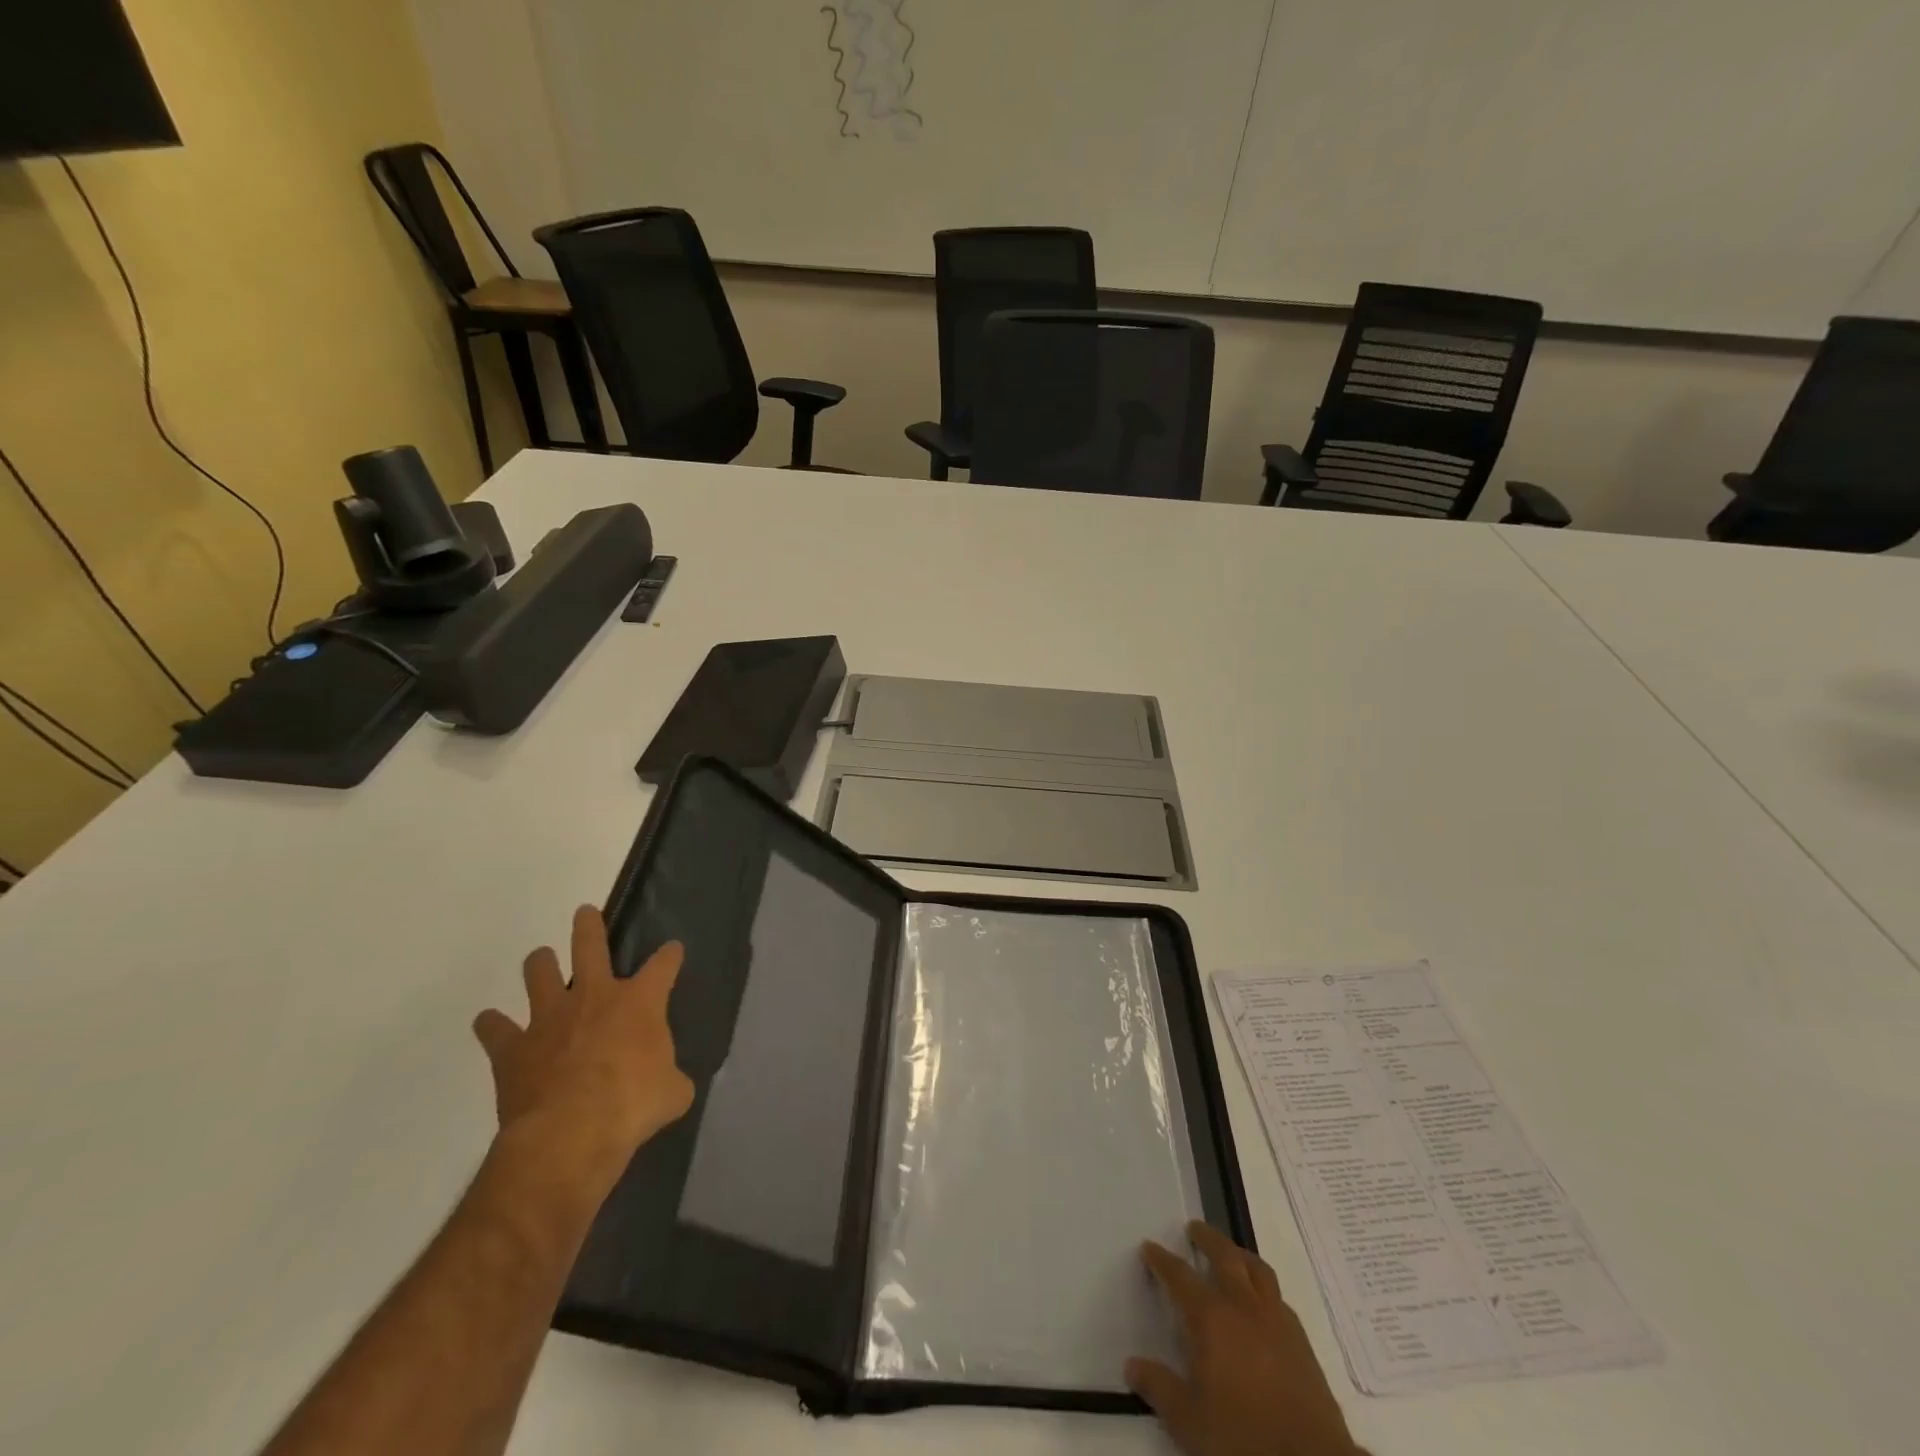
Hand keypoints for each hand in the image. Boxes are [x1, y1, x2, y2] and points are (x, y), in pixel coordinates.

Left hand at [473, 906, 694, 1189]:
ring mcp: (549, 1018)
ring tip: (542, 961)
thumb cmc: (632, 1106)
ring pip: (539, 971)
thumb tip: (670, 1083)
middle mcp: (594, 996)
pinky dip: (493, 1025)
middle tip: (584, 913)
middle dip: (588, 926)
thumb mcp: (672, 1093)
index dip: (670, 955)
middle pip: (590, 945)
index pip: (663, 964)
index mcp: (640, 1002)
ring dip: (541, 964)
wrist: (569, 1133)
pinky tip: (493, 1025)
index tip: (673, 949)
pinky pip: (494, 1027)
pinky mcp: (513, 1047)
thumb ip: (671, 1078)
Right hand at [1127, 1222, 1361, 1455]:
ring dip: (1240, 1255)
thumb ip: (1159, 1388)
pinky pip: (1279, 1299)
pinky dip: (1265, 1289)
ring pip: (1258, 1271)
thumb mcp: (1190, 1421)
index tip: (1149, 1247)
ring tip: (1231, 1254)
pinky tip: (1261, 1304)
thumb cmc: (1243, 1437)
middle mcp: (1244, 1307)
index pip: (1181, 1277)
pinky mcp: (1302, 1343)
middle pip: (1226, 1257)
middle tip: (1194, 1228)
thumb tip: (1132, 1365)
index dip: (1162, 1261)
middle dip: (1208, 1239)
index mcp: (1212, 1318)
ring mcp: (1277, 1322)